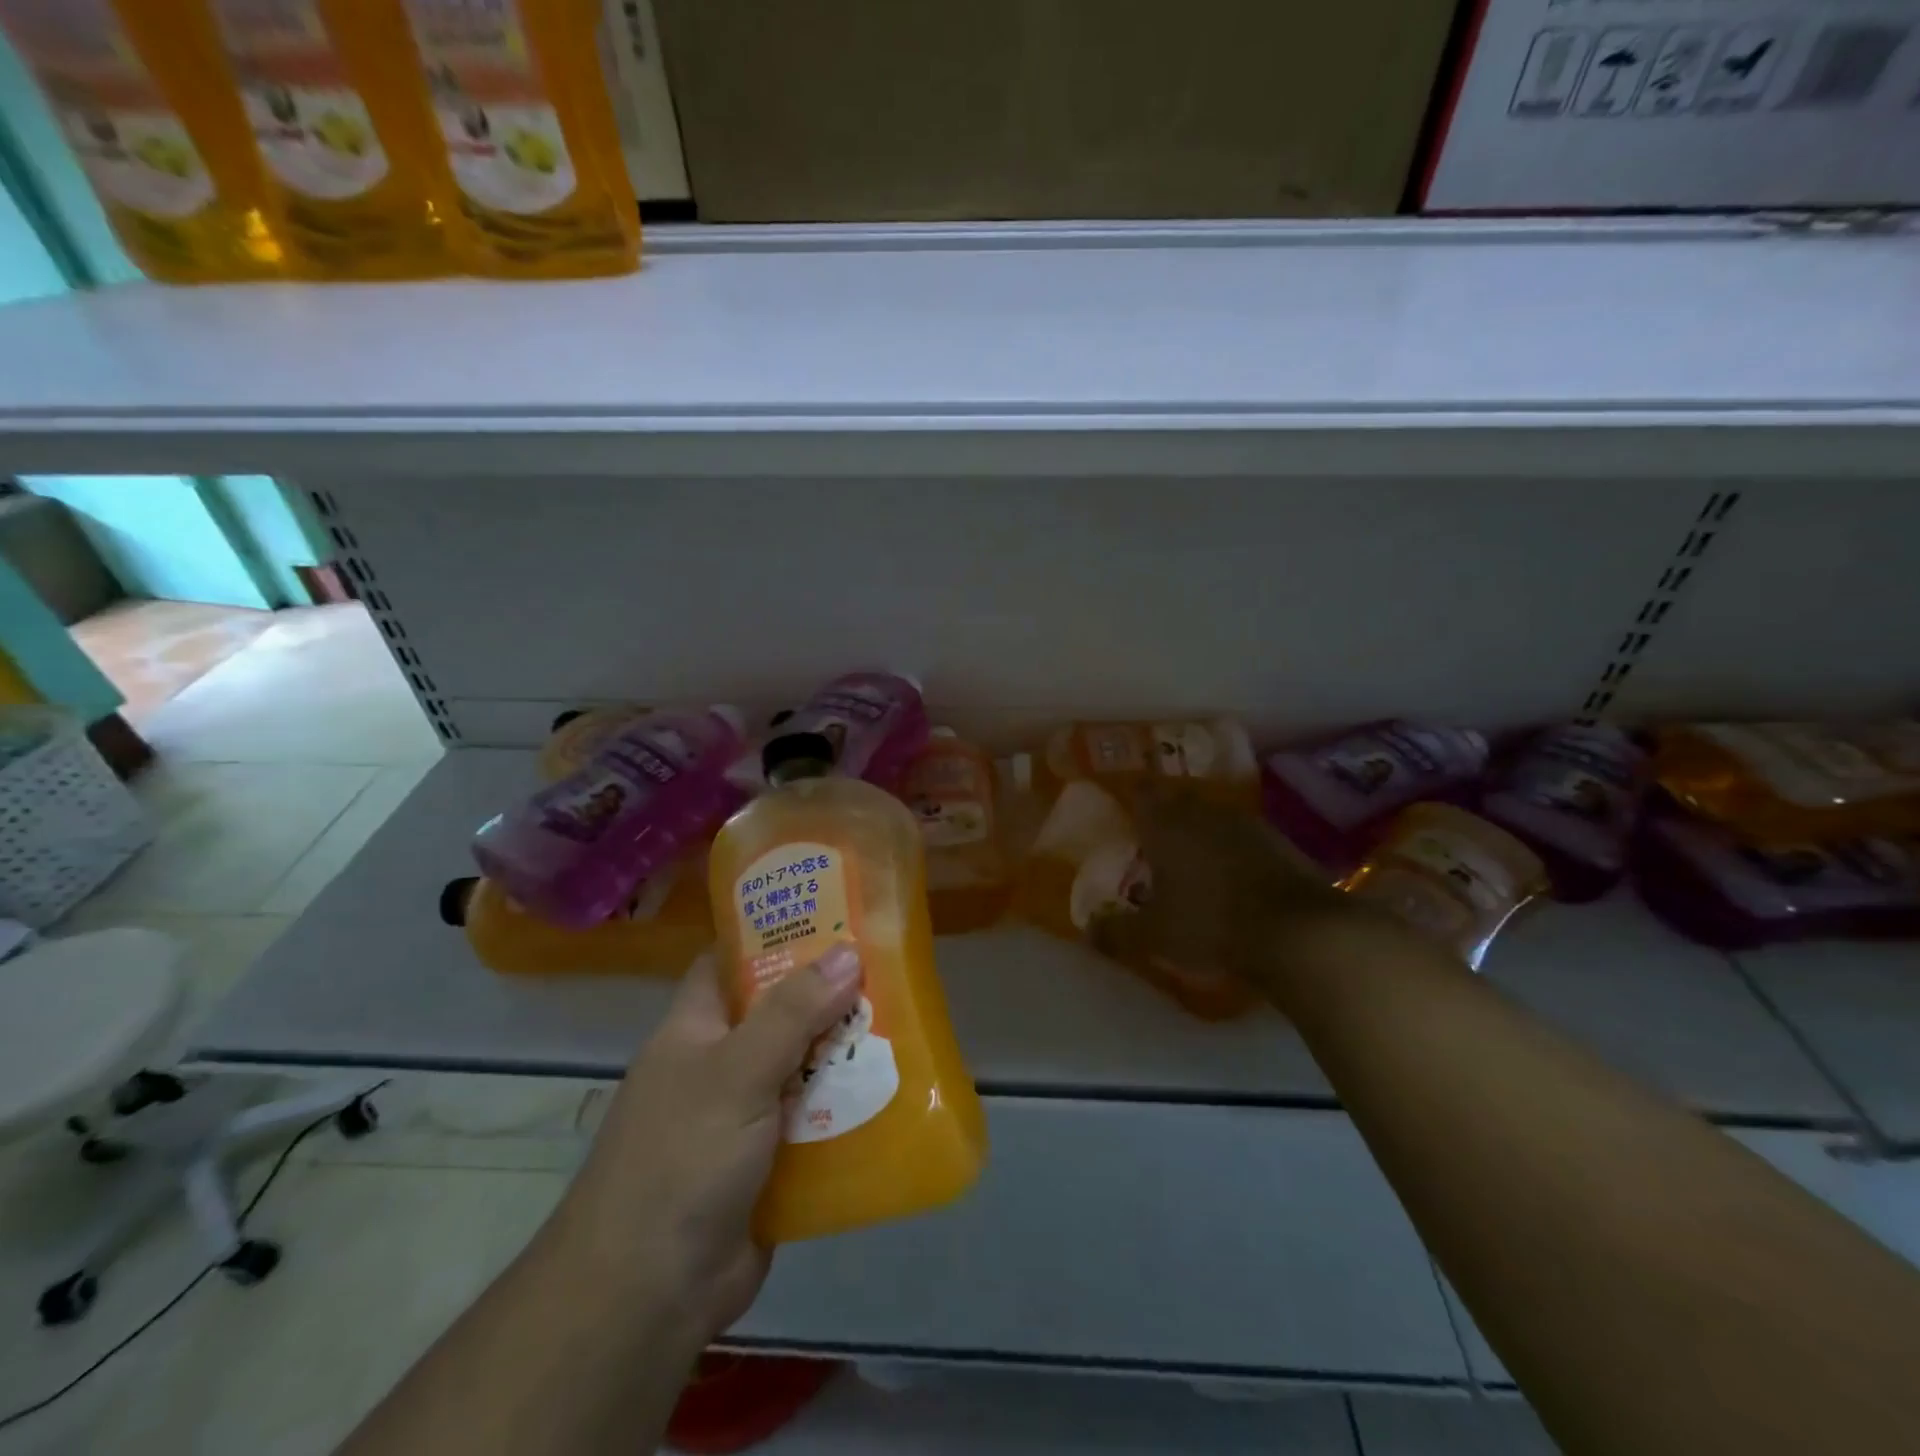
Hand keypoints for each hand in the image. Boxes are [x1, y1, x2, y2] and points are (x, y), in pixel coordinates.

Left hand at [548, 946, 861, 1340]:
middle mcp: (719, 1065)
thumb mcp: (736, 1072)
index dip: (773, 934)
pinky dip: (848, 1108)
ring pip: (804, 1067)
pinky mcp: (769, 1163)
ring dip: (845, 1053)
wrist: (647, 1296)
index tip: (830, 915)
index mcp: (695, 1029)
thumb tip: (849, 952)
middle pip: (779, 1013)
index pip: (730, 961)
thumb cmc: (680, 1158)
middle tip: (888, 968)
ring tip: (906, 1022)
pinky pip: (816, 1120)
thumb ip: (792, 1012)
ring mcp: (744, 1116)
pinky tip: (895, 1091)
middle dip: (829, 995)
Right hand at [1089, 787, 1364, 1004]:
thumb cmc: (1210, 924)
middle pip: (1178, 800)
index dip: (1132, 796)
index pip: (1142, 794)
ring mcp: (1245, 824)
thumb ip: (1117, 931)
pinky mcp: (1279, 842)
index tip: (1125, 807)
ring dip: (1201, 830)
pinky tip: (1231, 874)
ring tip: (1191, 857)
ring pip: (1212, 817)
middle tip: (1153, 836)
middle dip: (1165, 814)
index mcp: (1166, 826)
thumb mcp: (1154, 936)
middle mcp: (1203, 814)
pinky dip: (1232, 848)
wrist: (1298, 931)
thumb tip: (1086, 931)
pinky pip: (1243, 836)